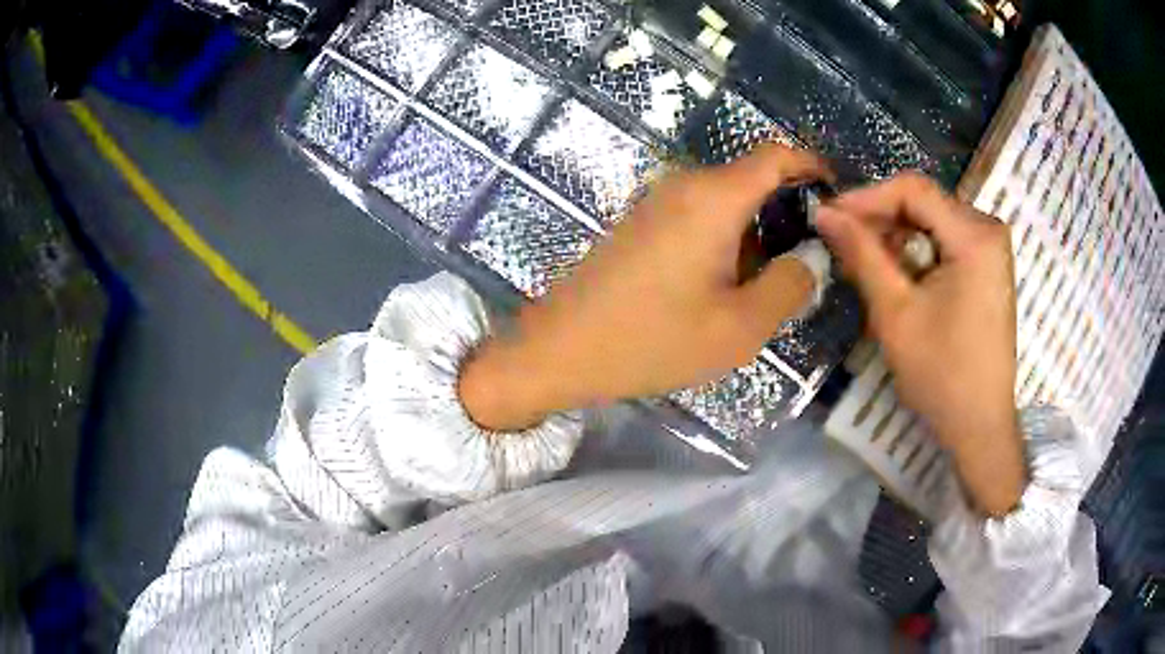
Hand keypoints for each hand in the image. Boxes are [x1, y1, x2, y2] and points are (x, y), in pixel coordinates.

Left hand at [460, 144, 831, 430]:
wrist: (559, 349)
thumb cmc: (651, 340)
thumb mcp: (738, 327)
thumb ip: (789, 286)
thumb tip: (811, 257)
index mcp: (714, 197)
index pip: (777, 155)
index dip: (813, 167)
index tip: (837, 199)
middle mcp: (685, 185)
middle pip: (754, 179)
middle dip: (789, 214)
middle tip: (808, 265)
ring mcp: (657, 201)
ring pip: (728, 201)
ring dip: (757, 233)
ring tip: (769, 286)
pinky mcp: (642, 222)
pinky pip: (700, 216)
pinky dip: (727, 239)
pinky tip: (726, 286)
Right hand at [815, 173, 1024, 516]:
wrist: (980, 425)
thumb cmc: (942, 374)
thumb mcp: (895, 313)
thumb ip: (862, 255)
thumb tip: (824, 213)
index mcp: (974, 236)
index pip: (913, 189)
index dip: (867, 197)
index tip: (830, 215)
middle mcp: (988, 230)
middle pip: (924, 202)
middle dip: (880, 218)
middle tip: (842, 241)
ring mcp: (992, 249)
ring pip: (933, 220)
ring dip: (896, 234)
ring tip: (862, 258)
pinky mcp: (988, 267)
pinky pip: (946, 240)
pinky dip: (916, 250)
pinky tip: (895, 271)